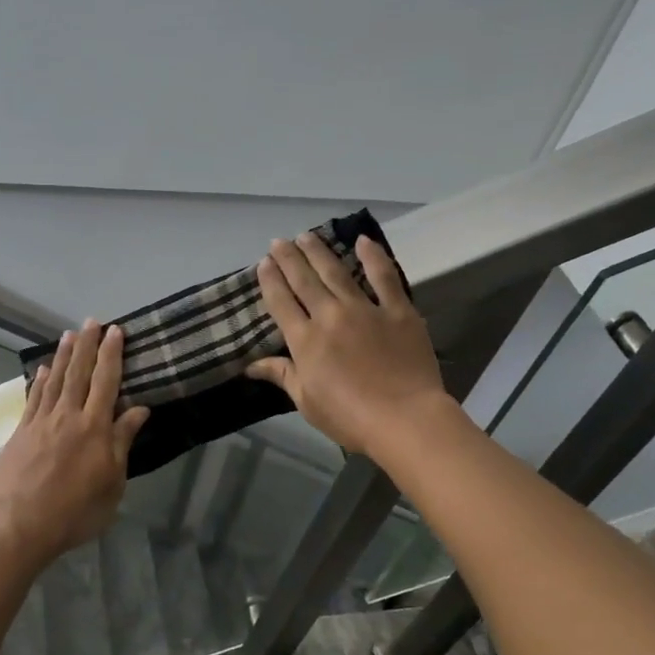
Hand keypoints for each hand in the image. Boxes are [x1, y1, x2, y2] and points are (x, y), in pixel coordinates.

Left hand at [0, 321, 149, 571]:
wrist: (20, 525)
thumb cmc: (75, 511)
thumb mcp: (112, 483)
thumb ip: (123, 442)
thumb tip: (139, 409)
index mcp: (95, 427)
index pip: (107, 381)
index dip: (112, 354)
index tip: (117, 331)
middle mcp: (68, 416)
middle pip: (80, 373)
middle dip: (88, 345)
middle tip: (92, 320)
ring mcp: (42, 422)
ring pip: (56, 380)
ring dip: (65, 355)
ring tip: (70, 334)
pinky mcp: (21, 432)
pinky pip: (34, 398)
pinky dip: (41, 380)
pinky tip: (44, 368)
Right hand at [244, 233, 447, 456]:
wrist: (404, 419)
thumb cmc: (349, 417)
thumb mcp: (307, 401)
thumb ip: (281, 375)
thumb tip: (250, 365)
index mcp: (305, 340)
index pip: (281, 302)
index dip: (270, 280)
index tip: (264, 263)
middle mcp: (330, 316)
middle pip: (304, 280)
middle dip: (289, 258)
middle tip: (279, 241)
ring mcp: (365, 309)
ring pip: (336, 272)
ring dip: (319, 251)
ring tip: (306, 235)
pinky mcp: (398, 310)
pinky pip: (384, 277)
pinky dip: (373, 256)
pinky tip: (363, 240)